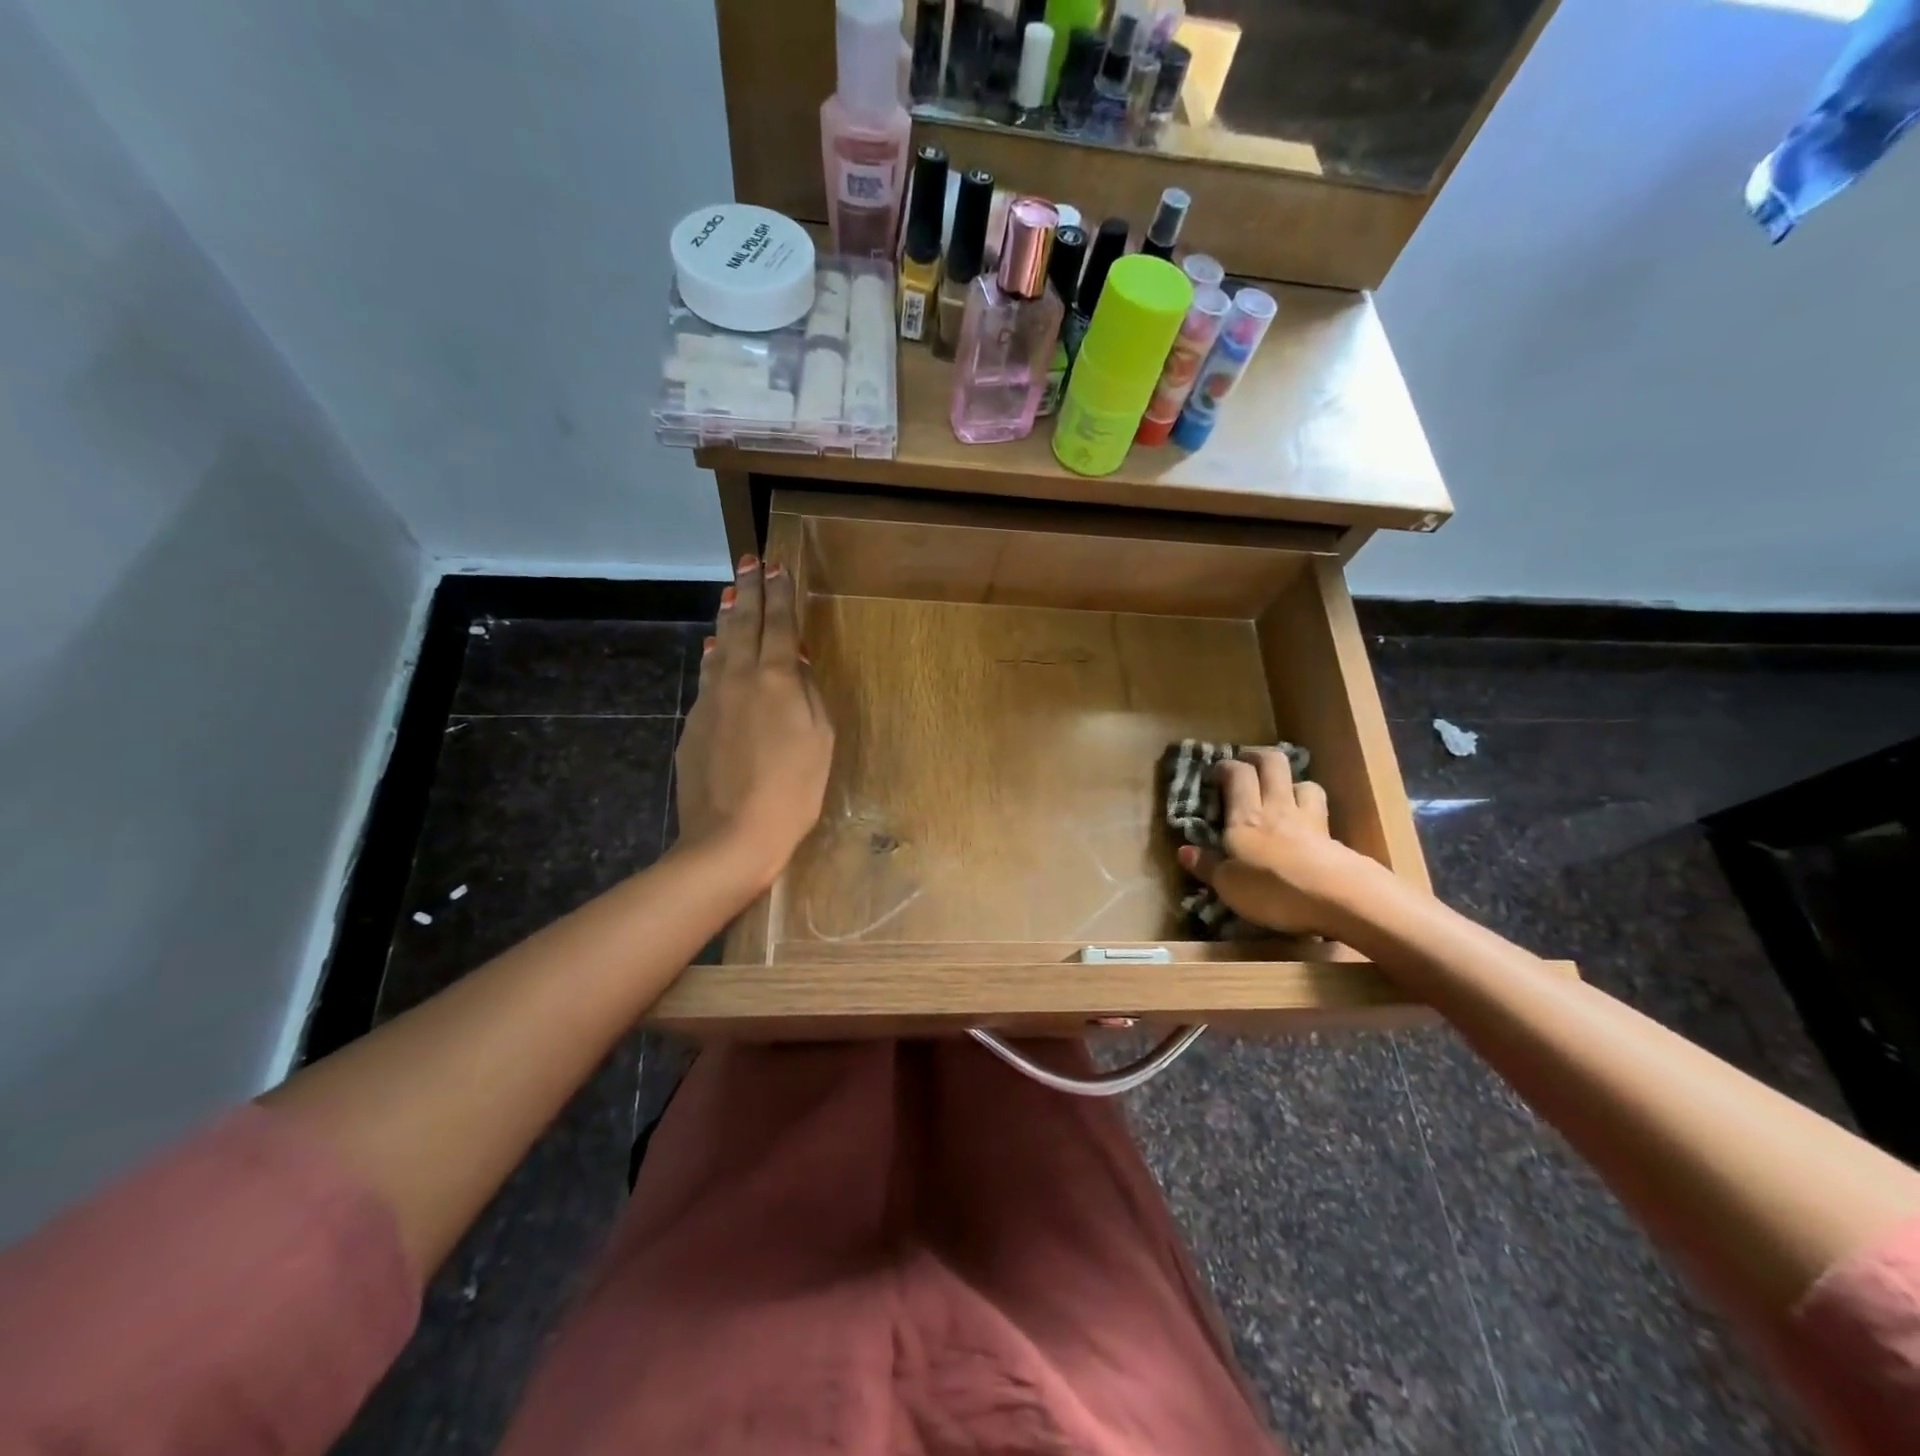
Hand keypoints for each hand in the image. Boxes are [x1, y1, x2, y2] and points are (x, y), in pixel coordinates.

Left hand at [675, 555, 833, 891]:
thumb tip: (793, 662)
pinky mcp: (693, 724)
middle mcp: (738, 679)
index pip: (779, 624)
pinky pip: (708, 678)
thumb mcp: (820, 740)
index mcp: (776, 680)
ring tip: (730, 595)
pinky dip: (715, 657)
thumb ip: (808, 694)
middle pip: (743, 624)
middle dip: (749, 590)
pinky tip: (716, 652)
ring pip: (719, 647)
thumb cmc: (793, 791)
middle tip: (749, 561)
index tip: (778, 566)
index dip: (780, 594)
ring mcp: (710, 700)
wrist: (731, 835)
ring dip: (727, 618)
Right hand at [1177, 749, 1378, 938]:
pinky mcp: (1334, 840)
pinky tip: (1307, 829)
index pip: (1237, 774)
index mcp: (1246, 816)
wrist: (1340, 898)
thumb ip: (1207, 866)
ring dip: (1293, 783)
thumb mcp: (1228, 885)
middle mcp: (1277, 808)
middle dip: (1259, 756)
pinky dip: (1311, 813)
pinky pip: (1320, 814)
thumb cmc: (1273, 889)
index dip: (1227, 766)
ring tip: (1283, 793)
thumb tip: (1183, 851)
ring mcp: (1310, 821)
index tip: (1217, 771)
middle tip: (1248, 762)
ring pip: (1304, 784)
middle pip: (1273, 764)